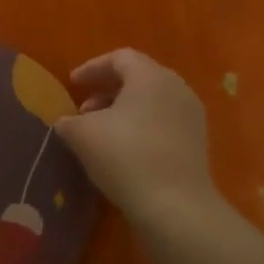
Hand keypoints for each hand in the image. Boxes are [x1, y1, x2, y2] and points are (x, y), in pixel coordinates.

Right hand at [55, 49, 216, 224]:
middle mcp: (176, 88)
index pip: (119, 58)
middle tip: (83, 111)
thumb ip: (68, 121)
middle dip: (107, 91)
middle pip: (138, 78)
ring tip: (100, 133)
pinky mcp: (196, 142)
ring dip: (123, 111)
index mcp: (150, 76)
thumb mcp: (82, 135)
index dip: (92, 68)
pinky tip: (123, 151)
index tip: (72, 84)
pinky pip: (163, 122)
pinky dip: (141, 127)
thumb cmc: (125, 156)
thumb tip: (66, 122)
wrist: (175, 205)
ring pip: (151, 101)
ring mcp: (191, 116)